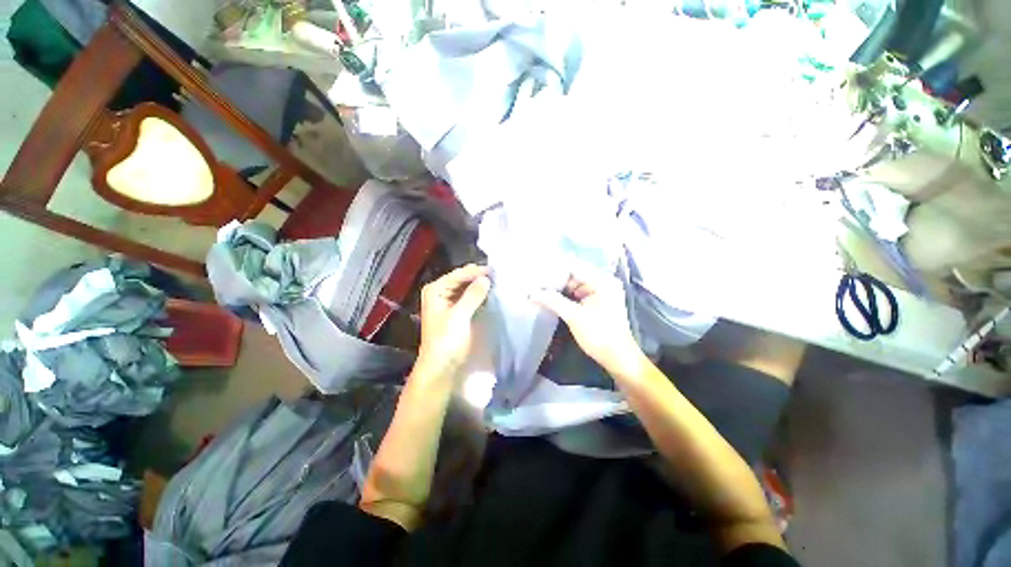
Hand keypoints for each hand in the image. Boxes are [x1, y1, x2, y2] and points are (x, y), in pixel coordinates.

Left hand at [414, 264, 490, 381]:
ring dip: (480, 286)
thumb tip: (486, 278)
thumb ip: (472, 295)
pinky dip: (479, 295)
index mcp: (435, 289)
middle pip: (462, 279)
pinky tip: (491, 294)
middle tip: (499, 275)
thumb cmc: (446, 340)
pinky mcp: (456, 310)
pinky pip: (469, 297)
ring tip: (498, 282)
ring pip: (466, 287)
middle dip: (479, 277)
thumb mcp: (459, 316)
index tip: (496, 270)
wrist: (441, 365)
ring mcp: (447, 301)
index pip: (459, 274)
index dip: (477, 272)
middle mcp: (440, 291)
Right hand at [532, 265, 642, 373]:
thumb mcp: (574, 317)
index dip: (553, 268)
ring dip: (557, 287)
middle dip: (554, 279)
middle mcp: (602, 282)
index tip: (535, 271)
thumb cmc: (599, 335)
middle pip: (573, 274)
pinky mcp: (595, 302)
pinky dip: (564, 295)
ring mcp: (599, 292)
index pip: (573, 266)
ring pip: (573, 284)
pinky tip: (549, 297)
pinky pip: (576, 293)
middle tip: (534, 281)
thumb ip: (553, 301)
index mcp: (602, 281)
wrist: (618, 358)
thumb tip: (531, 293)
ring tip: (537, 288)